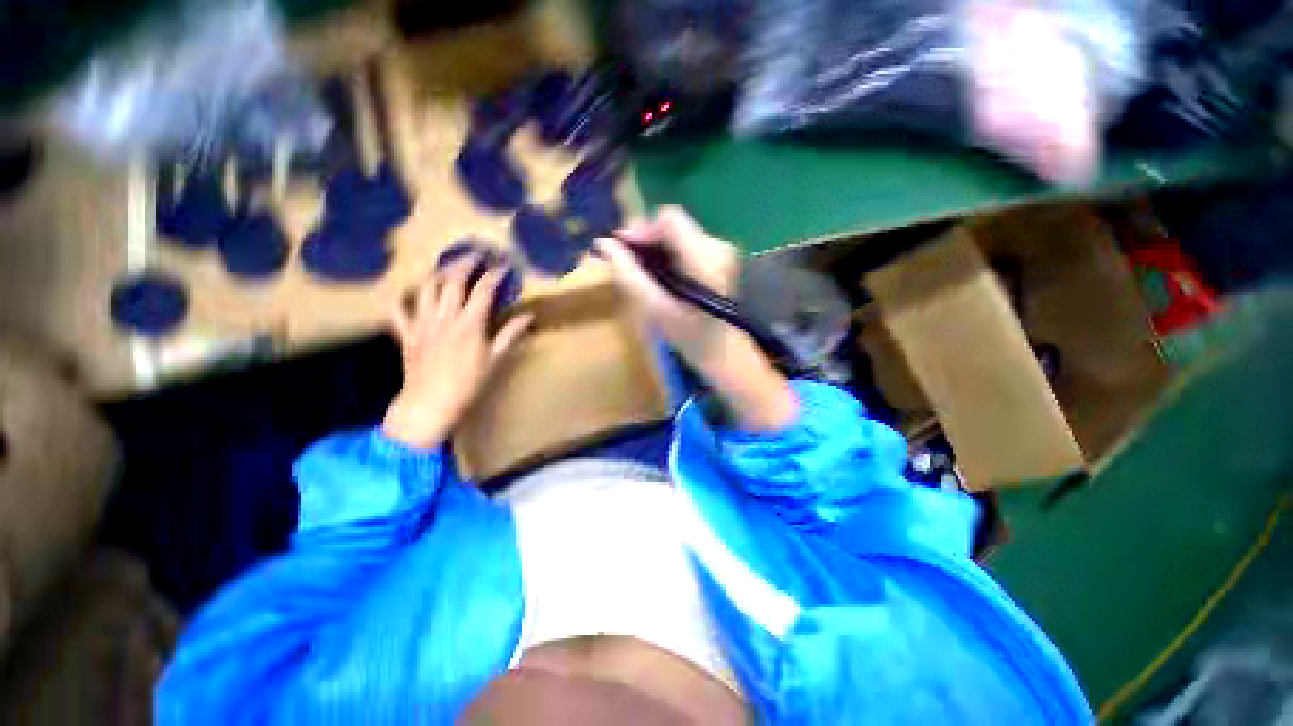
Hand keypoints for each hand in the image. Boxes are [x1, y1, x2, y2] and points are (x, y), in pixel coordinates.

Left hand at [382, 257, 532, 449]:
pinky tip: (409, 292)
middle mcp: (444, 317)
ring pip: (426, 289)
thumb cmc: (468, 384)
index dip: (494, 275)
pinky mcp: (406, 334)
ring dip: (438, 273)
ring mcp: (422, 324)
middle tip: (476, 255)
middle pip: (453, 281)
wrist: (430, 404)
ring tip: (448, 267)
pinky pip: (398, 310)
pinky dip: (402, 298)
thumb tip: (529, 315)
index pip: (483, 290)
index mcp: (469, 324)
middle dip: (465, 263)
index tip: (503, 265)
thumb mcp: (495, 359)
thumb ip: (510, 334)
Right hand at [595, 206, 796, 431]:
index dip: (643, 229)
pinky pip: (688, 243)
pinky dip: (671, 254)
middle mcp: (718, 246)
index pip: (670, 218)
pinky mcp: (722, 256)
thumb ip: (629, 275)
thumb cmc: (688, 336)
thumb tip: (604, 244)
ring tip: (647, 273)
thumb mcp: (654, 309)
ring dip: (658, 248)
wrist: (722, 352)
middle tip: (631, 263)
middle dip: (648, 240)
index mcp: (704, 259)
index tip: (625, 249)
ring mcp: (724, 250)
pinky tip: (664, 275)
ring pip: (679, 234)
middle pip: (674, 224)